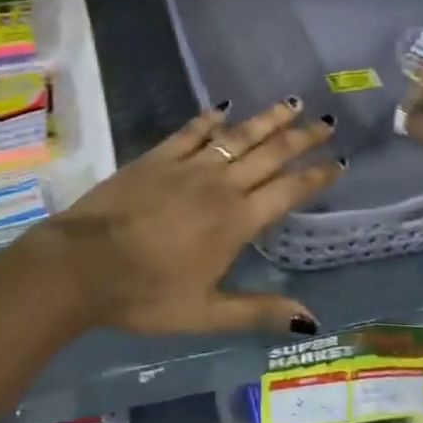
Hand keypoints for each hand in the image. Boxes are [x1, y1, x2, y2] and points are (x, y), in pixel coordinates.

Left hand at [42, 101, 339, 335]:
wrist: (84, 263)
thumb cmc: (146, 294)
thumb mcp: (205, 314)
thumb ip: (259, 312)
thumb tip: (312, 319)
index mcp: (237, 221)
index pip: (287, 191)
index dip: (315, 176)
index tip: (338, 162)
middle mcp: (220, 185)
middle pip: (269, 154)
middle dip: (301, 138)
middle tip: (326, 122)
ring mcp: (188, 166)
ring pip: (237, 136)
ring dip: (266, 119)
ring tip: (291, 103)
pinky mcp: (158, 157)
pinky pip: (192, 131)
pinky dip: (210, 119)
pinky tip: (223, 108)